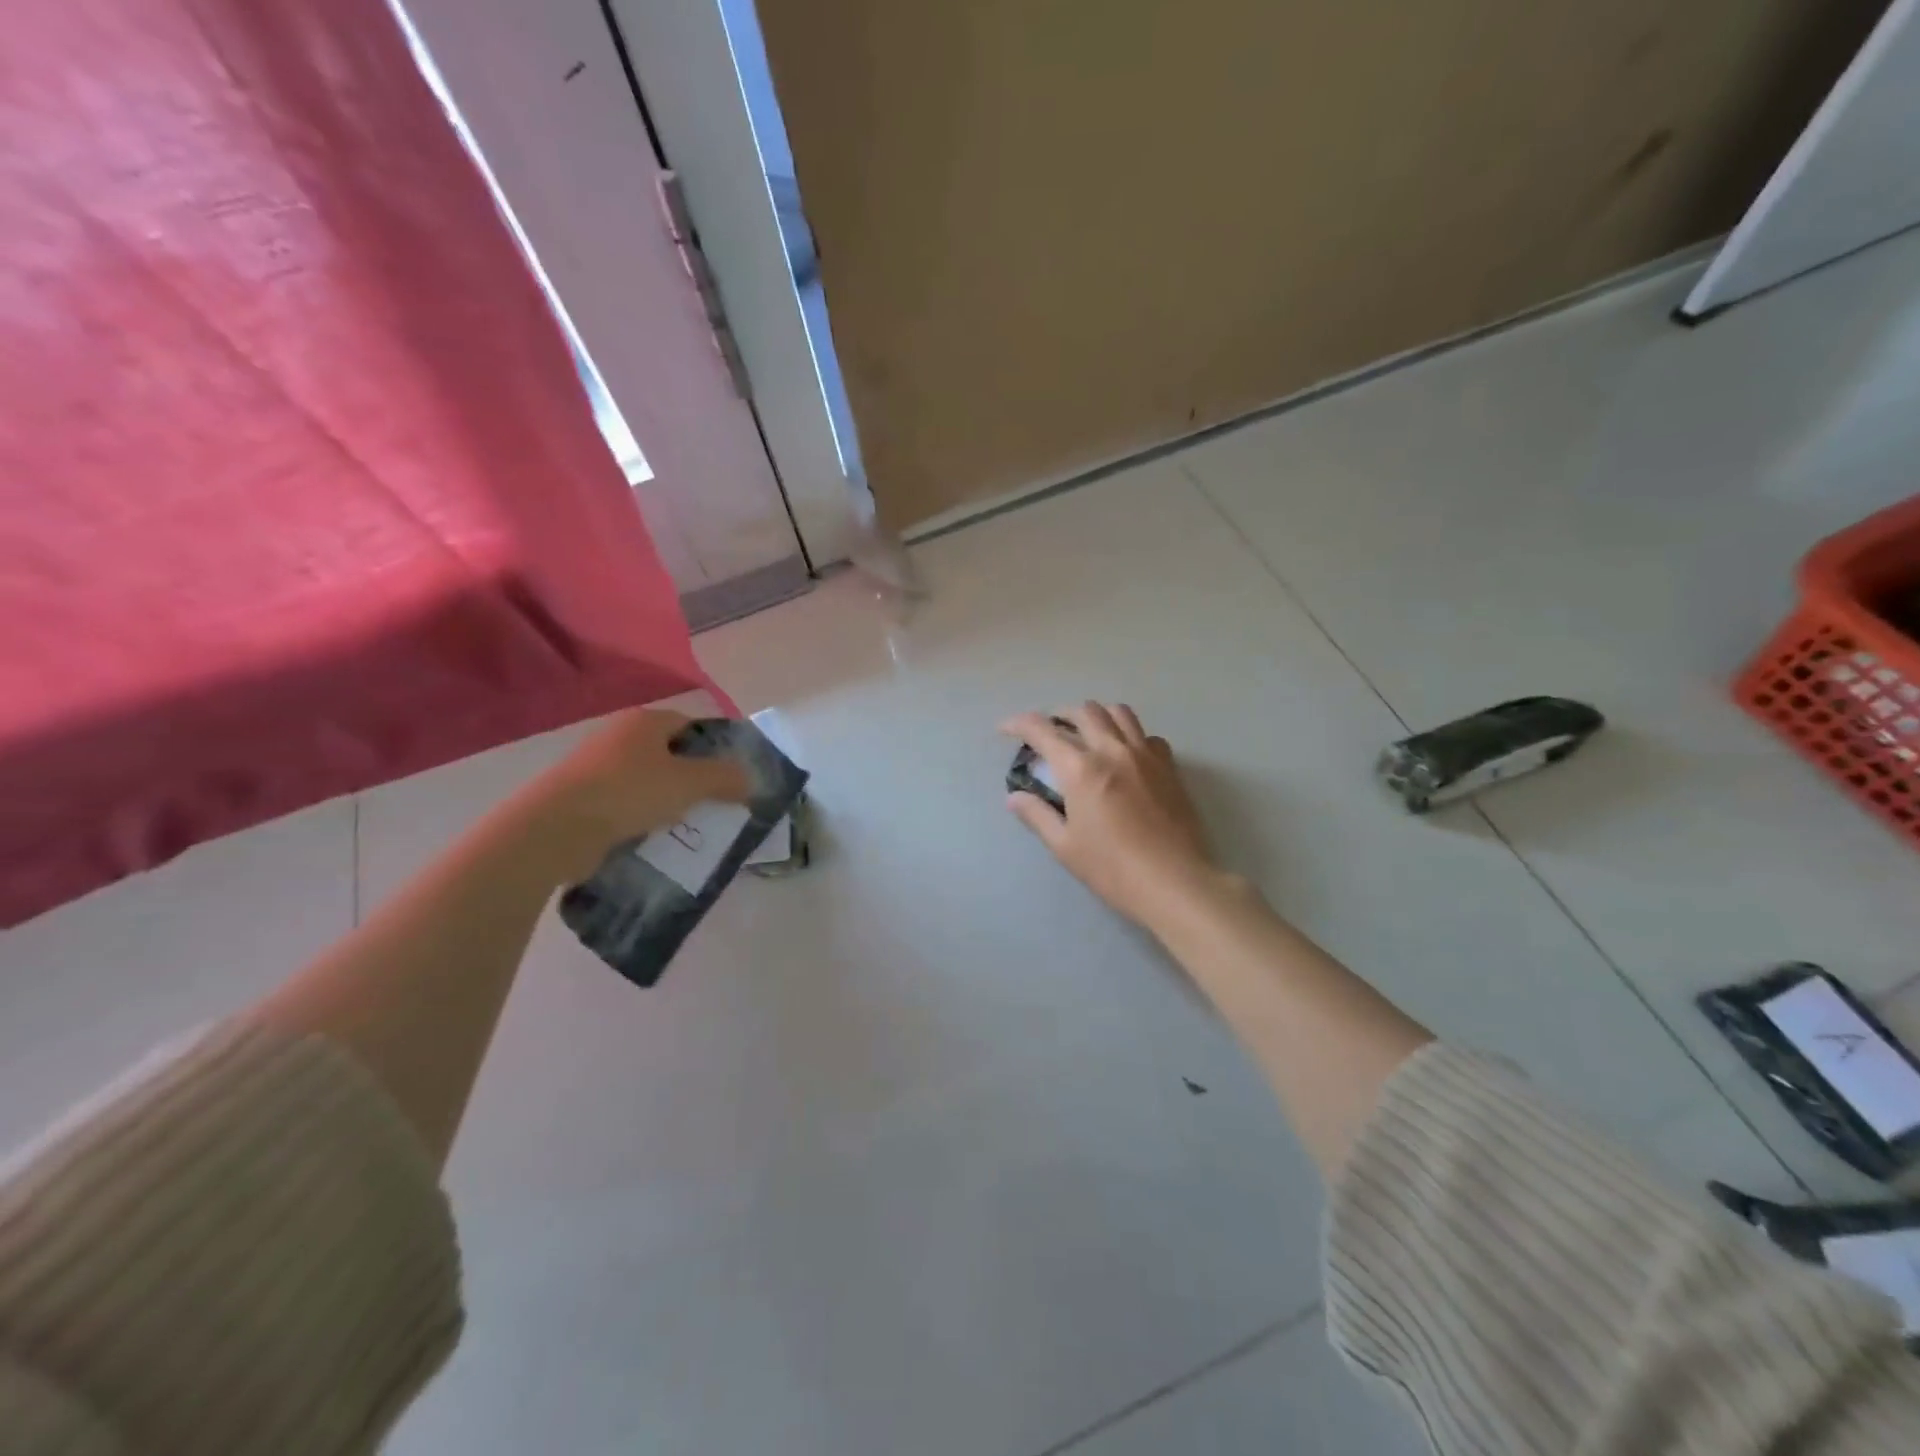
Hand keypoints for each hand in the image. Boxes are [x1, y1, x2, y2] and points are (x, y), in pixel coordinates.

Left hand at [530, 710, 752, 881]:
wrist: (554, 829)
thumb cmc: (629, 793)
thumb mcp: (689, 783)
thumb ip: (725, 777)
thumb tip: (750, 779)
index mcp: (645, 721)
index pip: (691, 724)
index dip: (715, 747)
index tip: (731, 776)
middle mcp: (619, 735)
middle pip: (669, 752)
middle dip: (693, 776)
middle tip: (715, 802)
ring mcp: (595, 766)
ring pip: (646, 779)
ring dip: (667, 799)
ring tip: (687, 824)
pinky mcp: (580, 797)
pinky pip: (624, 802)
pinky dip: (641, 816)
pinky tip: (653, 836)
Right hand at [999, 703, 1219, 928]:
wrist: (1175, 883)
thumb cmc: (1113, 869)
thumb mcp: (1065, 846)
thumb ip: (1037, 815)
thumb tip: (1015, 797)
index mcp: (1081, 769)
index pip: (1042, 730)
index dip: (1019, 723)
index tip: (1006, 728)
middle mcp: (1113, 750)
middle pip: (1084, 711)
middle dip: (1059, 715)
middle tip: (1048, 732)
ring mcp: (1145, 755)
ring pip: (1119, 712)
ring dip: (1096, 715)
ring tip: (1086, 732)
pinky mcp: (1169, 767)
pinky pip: (1147, 735)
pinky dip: (1129, 735)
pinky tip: (1125, 754)